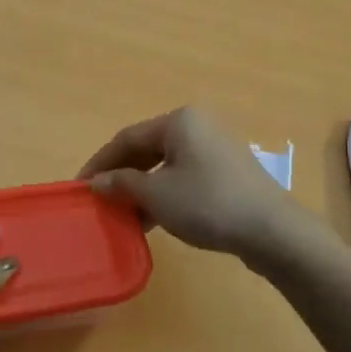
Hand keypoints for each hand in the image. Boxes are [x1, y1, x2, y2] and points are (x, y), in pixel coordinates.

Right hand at [79, 106, 309, 258]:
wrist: (271, 230)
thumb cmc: (207, 203)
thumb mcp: (157, 195)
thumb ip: (122, 184)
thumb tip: (97, 182)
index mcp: (179, 121)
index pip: (126, 138)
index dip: (99, 163)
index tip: (79, 187)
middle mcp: (198, 126)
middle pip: (147, 149)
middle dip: (122, 176)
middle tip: (100, 201)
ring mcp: (216, 148)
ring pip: (166, 165)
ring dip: (142, 189)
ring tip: (123, 215)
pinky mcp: (228, 171)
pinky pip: (185, 176)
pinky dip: (165, 194)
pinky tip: (153, 219)